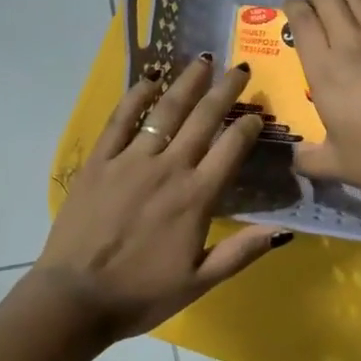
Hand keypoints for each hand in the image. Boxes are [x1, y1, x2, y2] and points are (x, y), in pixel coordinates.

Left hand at [33, 55, 288, 342]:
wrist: (75, 298)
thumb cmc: (141, 294)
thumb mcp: (200, 282)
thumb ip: (241, 252)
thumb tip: (285, 229)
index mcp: (196, 197)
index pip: (231, 149)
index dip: (249, 127)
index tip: (258, 113)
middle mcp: (168, 168)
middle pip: (203, 120)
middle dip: (225, 91)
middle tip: (240, 68)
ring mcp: (130, 160)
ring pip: (165, 111)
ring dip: (187, 84)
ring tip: (203, 62)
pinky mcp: (99, 162)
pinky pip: (120, 121)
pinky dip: (136, 97)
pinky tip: (149, 79)